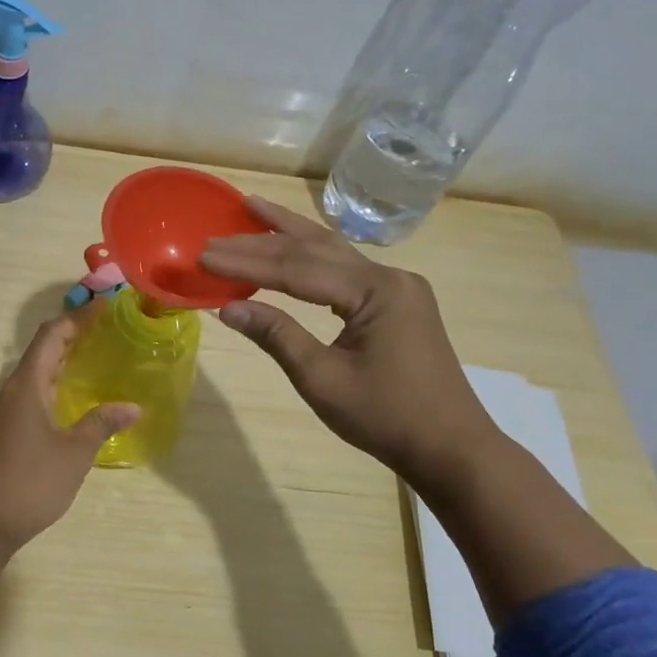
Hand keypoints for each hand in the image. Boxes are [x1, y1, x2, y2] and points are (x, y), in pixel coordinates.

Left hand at [0, 308, 138, 577]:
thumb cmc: (33, 481)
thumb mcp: (76, 452)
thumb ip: (102, 423)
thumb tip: (132, 407)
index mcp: (24, 387)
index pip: (50, 337)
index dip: (77, 319)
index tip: (103, 308)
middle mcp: (6, 392)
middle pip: (38, 353)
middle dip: (69, 339)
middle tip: (102, 332)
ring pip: (30, 377)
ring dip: (57, 365)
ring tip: (88, 361)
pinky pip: (24, 396)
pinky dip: (48, 387)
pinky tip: (67, 401)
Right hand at [201, 195, 498, 488]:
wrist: (451, 448)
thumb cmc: (386, 417)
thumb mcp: (322, 379)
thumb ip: (277, 336)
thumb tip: (229, 308)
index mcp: (375, 290)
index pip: (296, 269)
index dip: (246, 262)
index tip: (204, 256)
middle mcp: (389, 276)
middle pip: (315, 248)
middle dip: (263, 239)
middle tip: (218, 228)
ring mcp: (397, 287)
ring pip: (333, 252)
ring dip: (290, 232)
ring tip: (253, 208)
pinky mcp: (397, 302)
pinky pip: (346, 270)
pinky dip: (312, 257)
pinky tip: (294, 247)